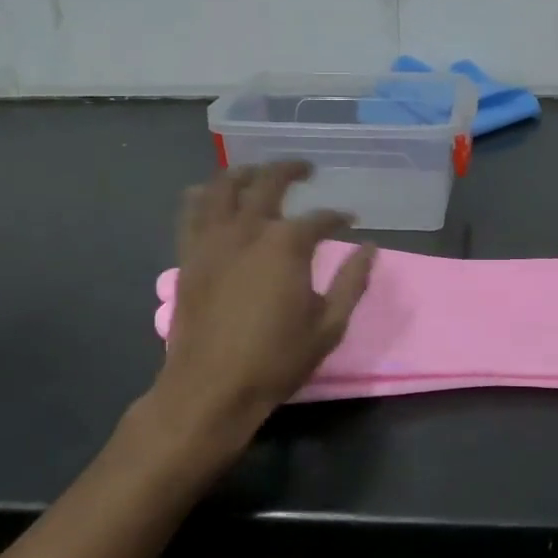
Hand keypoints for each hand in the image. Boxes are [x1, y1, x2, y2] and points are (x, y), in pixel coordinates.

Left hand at [152, 162, 375, 457]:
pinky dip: (204, 195)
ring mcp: (213, 239)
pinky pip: (191, 211)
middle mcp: (248, 230)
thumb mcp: (329, 326)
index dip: (338, 217)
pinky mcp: (188, 254)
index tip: (349, 220)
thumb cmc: (275, 360)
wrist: (210, 388)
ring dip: (245, 172)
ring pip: (224, 186)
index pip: (320, 219)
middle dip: (291, 170)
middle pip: (269, 182)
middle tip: (306, 169)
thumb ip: (352, 283)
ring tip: (258, 172)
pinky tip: (212, 195)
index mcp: (287, 245)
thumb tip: (369, 248)